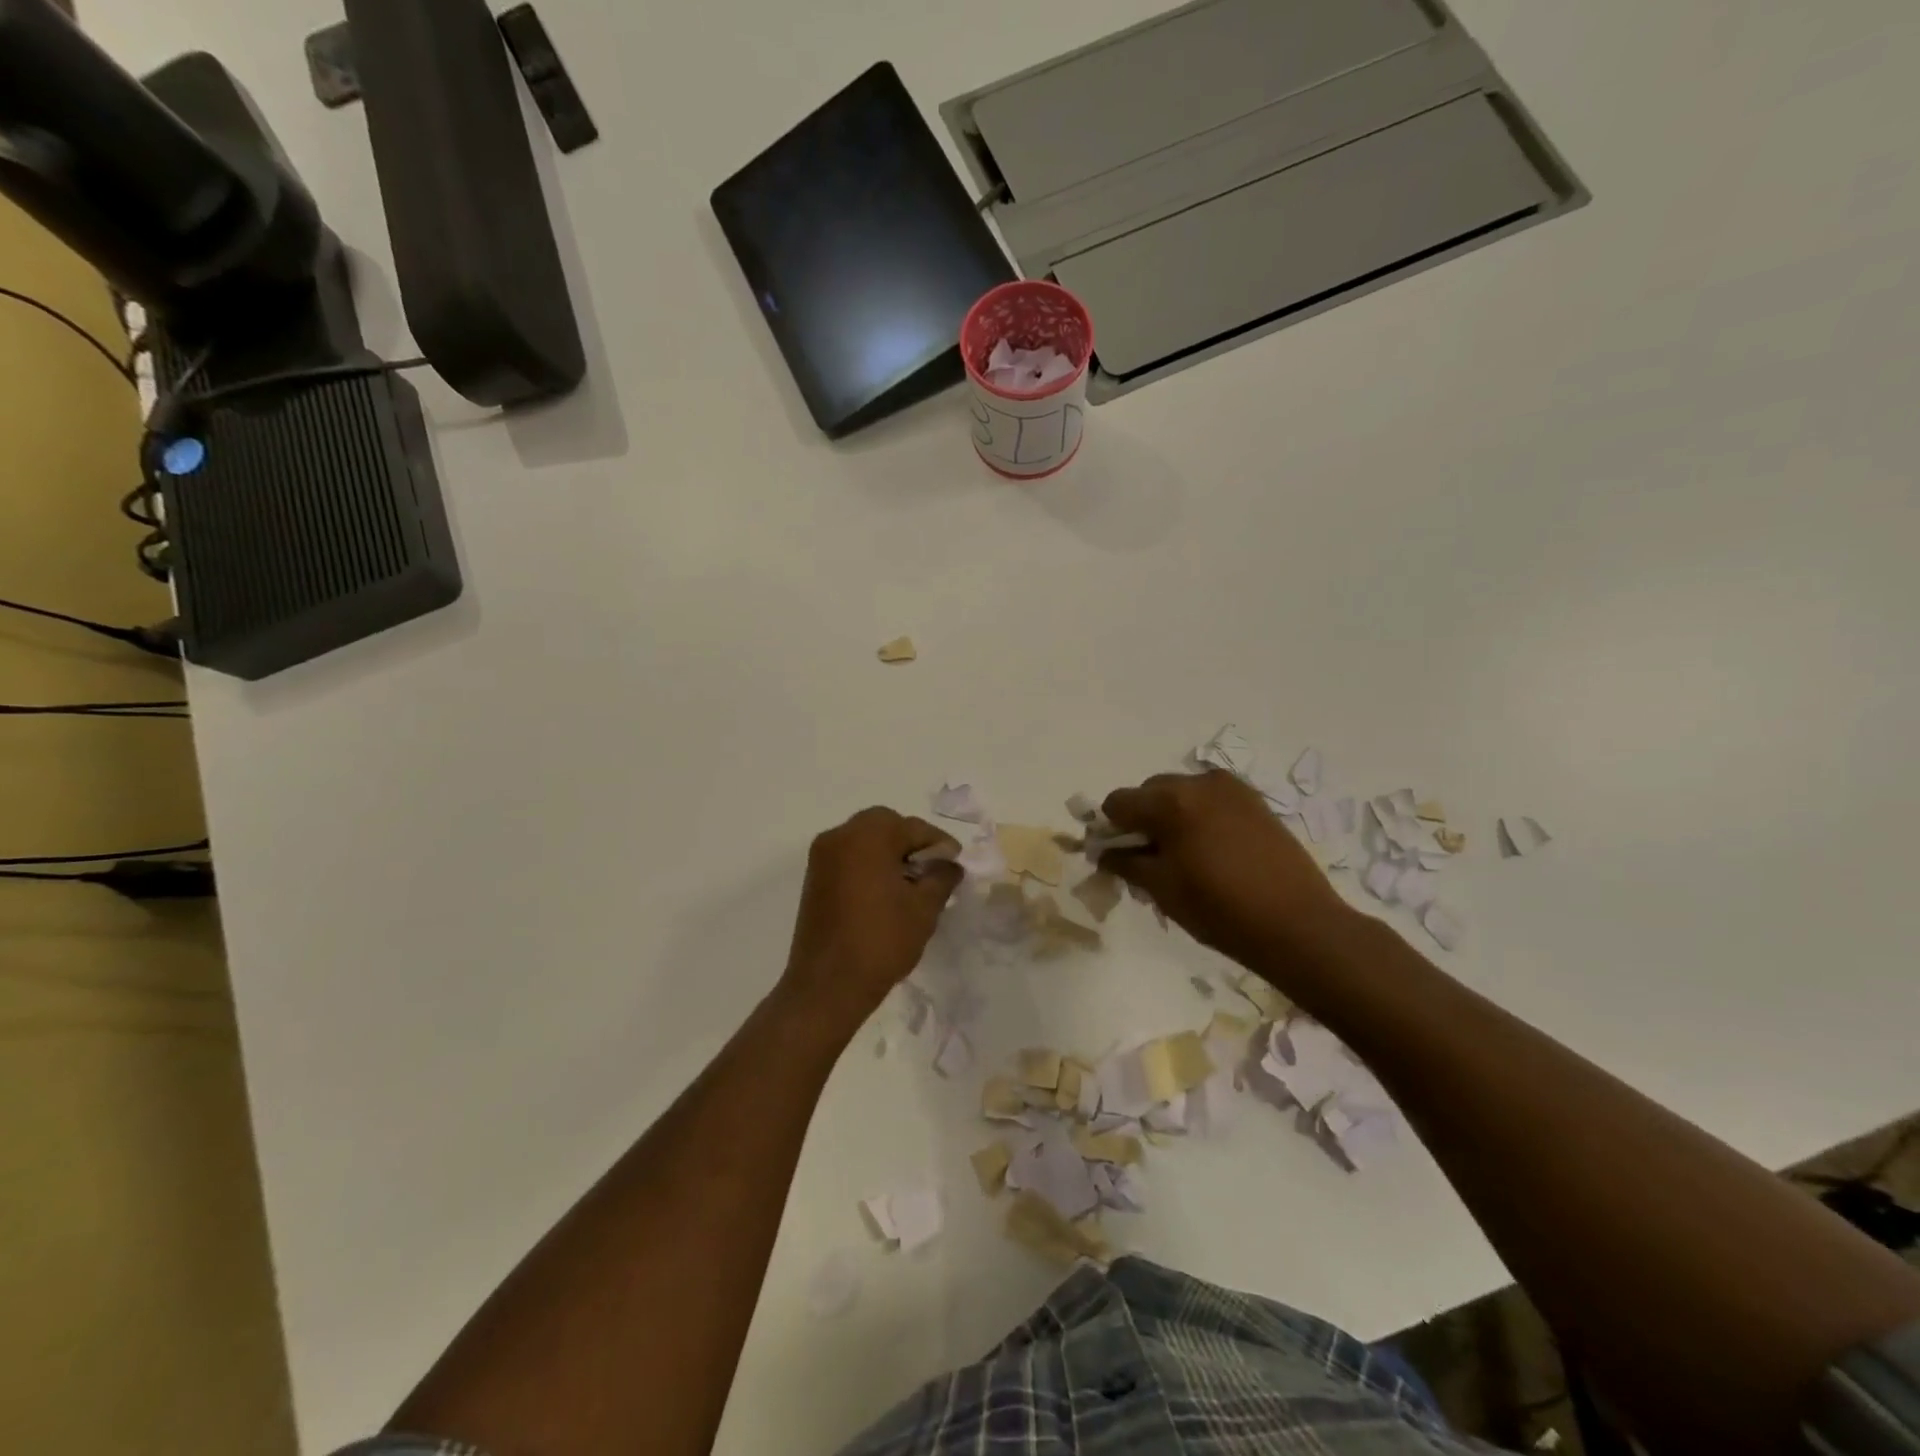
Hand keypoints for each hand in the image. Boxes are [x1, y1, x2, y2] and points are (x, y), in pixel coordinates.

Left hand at [780, 808, 962, 1030]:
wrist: (827, 986)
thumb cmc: (881, 941)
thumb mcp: (924, 908)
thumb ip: (942, 877)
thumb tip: (949, 864)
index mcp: (867, 836)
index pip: (913, 827)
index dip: (939, 843)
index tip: (956, 863)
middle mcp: (839, 836)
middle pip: (884, 825)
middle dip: (911, 842)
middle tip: (933, 868)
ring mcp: (822, 857)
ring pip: (864, 840)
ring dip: (889, 852)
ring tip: (912, 883)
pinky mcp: (814, 878)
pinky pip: (848, 858)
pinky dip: (869, 864)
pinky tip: (887, 892)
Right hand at [1100, 770, 1349, 972]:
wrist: (1297, 924)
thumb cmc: (1220, 909)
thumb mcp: (1162, 889)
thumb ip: (1126, 863)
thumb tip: (1105, 852)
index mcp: (1170, 802)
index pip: (1118, 802)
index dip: (1111, 828)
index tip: (1120, 855)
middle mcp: (1198, 782)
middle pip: (1150, 791)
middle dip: (1143, 818)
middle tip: (1152, 857)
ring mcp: (1231, 788)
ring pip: (1182, 792)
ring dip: (1172, 815)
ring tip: (1186, 855)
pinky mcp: (1254, 801)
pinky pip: (1211, 799)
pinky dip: (1200, 815)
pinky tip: (1213, 850)